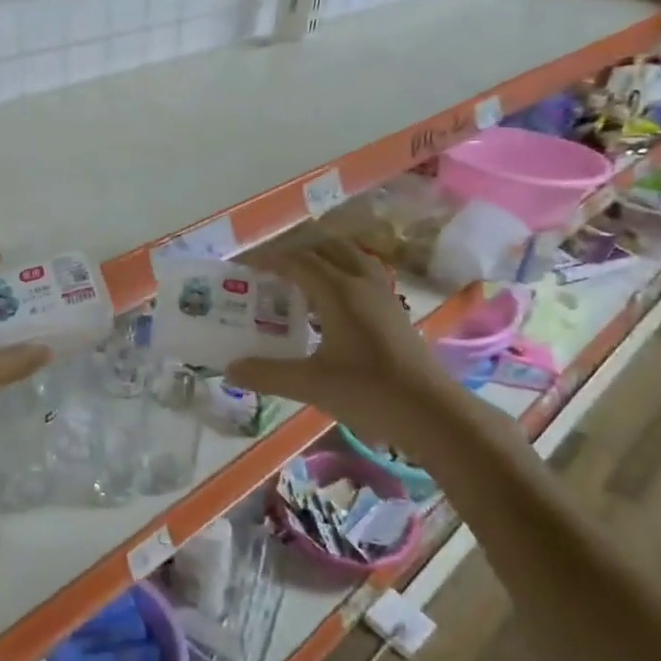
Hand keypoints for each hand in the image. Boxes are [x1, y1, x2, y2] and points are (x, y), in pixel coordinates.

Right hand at [225, 242, 469, 458]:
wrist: (430, 411)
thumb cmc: (368, 392)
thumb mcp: (310, 385)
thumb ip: (267, 374)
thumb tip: (230, 369)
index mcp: (339, 291)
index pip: (298, 261)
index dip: (269, 259)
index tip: (244, 266)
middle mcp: (362, 282)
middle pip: (326, 248)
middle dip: (295, 252)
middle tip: (270, 271)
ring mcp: (383, 295)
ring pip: (349, 257)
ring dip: (322, 259)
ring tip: (298, 280)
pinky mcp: (394, 310)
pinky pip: (362, 275)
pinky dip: (340, 274)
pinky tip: (330, 305)